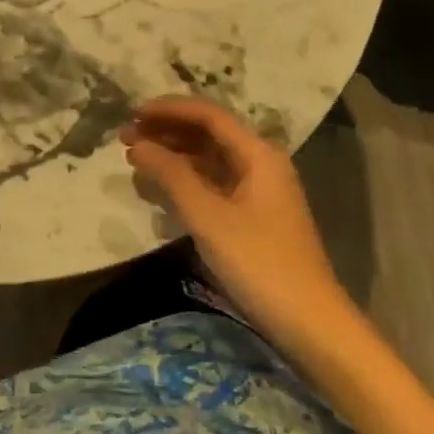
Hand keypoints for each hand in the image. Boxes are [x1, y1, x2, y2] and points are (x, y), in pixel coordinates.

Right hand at [121, 97, 354, 349]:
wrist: (309, 323)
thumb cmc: (259, 262)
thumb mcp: (209, 216)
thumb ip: (171, 176)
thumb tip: (138, 145)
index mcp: (258, 154)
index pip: (208, 115)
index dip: (168, 109)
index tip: (131, 113)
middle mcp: (260, 164)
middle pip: (208, 134)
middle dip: (166, 131)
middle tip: (125, 137)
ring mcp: (257, 191)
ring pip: (208, 160)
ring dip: (172, 155)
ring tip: (134, 160)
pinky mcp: (252, 216)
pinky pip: (212, 184)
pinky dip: (184, 181)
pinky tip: (158, 189)